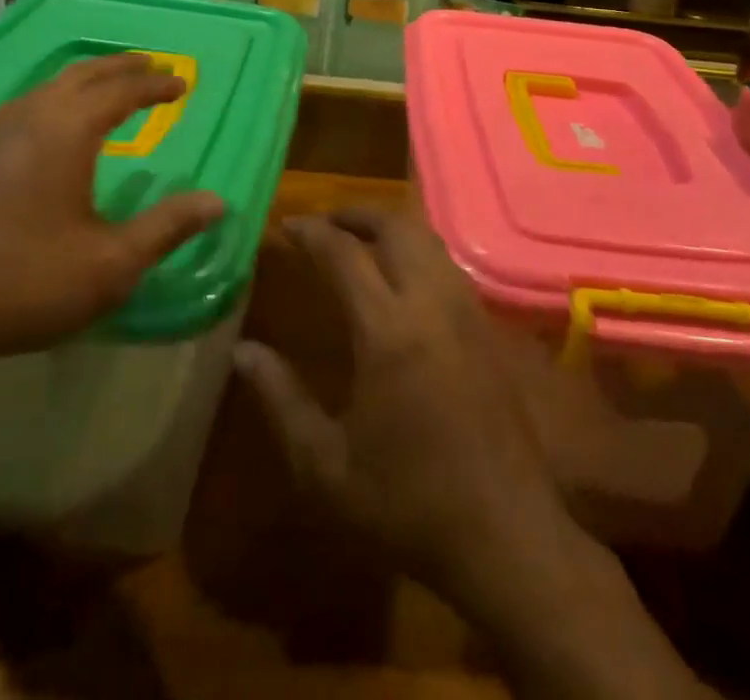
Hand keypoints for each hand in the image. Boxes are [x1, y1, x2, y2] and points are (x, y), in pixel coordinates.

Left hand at [0, 54, 223, 368]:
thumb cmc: (25, 281)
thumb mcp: (111, 264)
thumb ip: (167, 228)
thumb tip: (218, 202)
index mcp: (67, 130)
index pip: (122, 91)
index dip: (156, 85)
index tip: (182, 84)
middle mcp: (30, 117)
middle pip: (84, 73)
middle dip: (122, 67)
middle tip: (152, 66)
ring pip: (50, 85)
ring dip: (88, 79)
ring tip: (111, 88)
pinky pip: (28, 104)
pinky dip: (60, 98)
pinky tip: (58, 126)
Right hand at [232, 208, 571, 599]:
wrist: (506, 535)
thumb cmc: (408, 503)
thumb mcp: (325, 466)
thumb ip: (281, 399)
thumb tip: (243, 351)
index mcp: (388, 330)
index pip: (344, 253)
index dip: (311, 231)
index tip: (284, 225)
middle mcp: (431, 304)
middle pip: (395, 227)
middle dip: (355, 214)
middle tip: (323, 223)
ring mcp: (466, 311)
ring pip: (427, 238)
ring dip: (390, 226)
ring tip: (358, 239)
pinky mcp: (487, 327)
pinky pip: (447, 263)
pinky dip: (417, 248)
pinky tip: (401, 275)